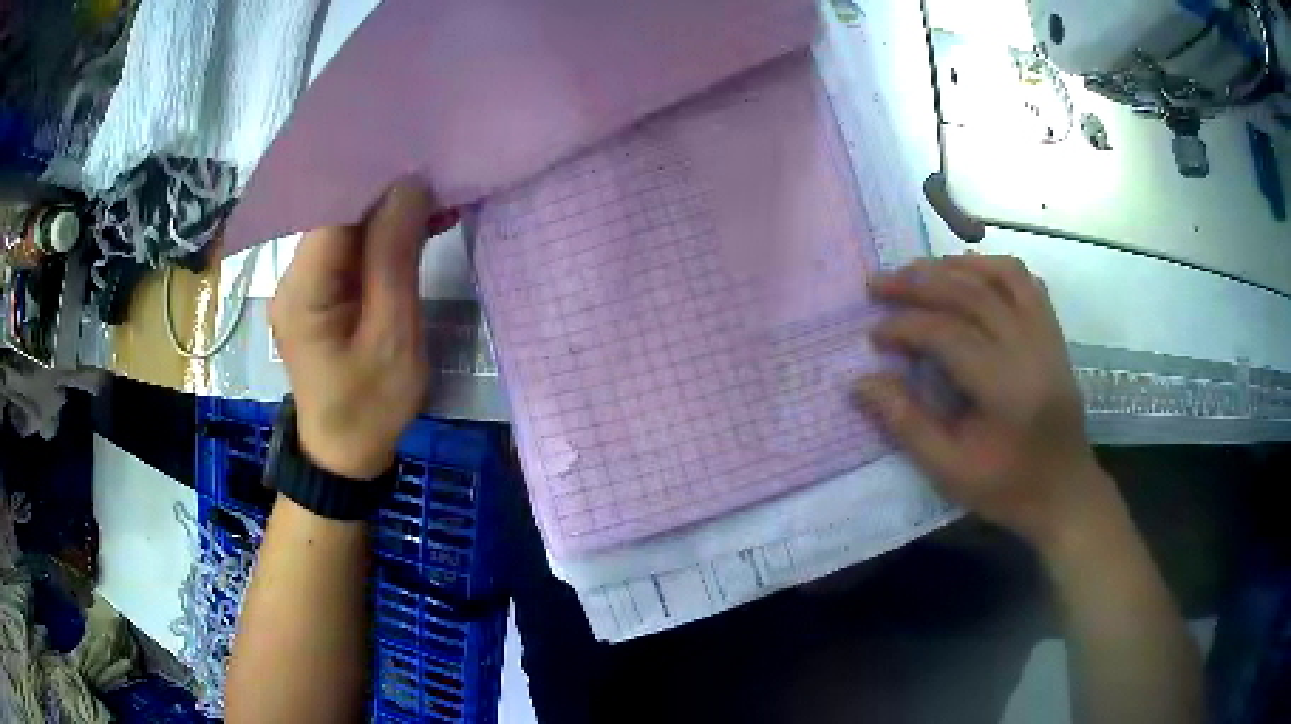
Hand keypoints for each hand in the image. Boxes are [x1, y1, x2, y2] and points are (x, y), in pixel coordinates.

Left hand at [270, 181, 458, 479]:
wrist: (345, 456)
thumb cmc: (371, 406)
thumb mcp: (393, 336)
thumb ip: (395, 257)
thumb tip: (409, 185)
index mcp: (304, 288)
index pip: (334, 208)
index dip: (376, 177)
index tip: (424, 160)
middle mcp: (293, 277)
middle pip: (337, 212)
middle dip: (388, 191)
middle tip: (441, 178)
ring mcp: (302, 285)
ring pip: (345, 228)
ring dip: (389, 213)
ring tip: (439, 201)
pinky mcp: (316, 294)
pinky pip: (348, 250)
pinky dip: (382, 236)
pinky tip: (417, 228)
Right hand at [857, 254, 1107, 544]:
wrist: (1065, 491)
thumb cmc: (1007, 488)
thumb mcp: (950, 471)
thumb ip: (907, 424)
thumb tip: (861, 383)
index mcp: (1005, 387)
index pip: (948, 334)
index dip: (905, 326)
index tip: (874, 334)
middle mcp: (1030, 348)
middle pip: (971, 294)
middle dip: (920, 283)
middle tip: (879, 283)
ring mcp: (1046, 336)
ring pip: (1000, 276)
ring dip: (956, 266)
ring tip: (920, 270)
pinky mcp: (1053, 334)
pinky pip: (1025, 283)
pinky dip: (993, 269)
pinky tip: (969, 275)